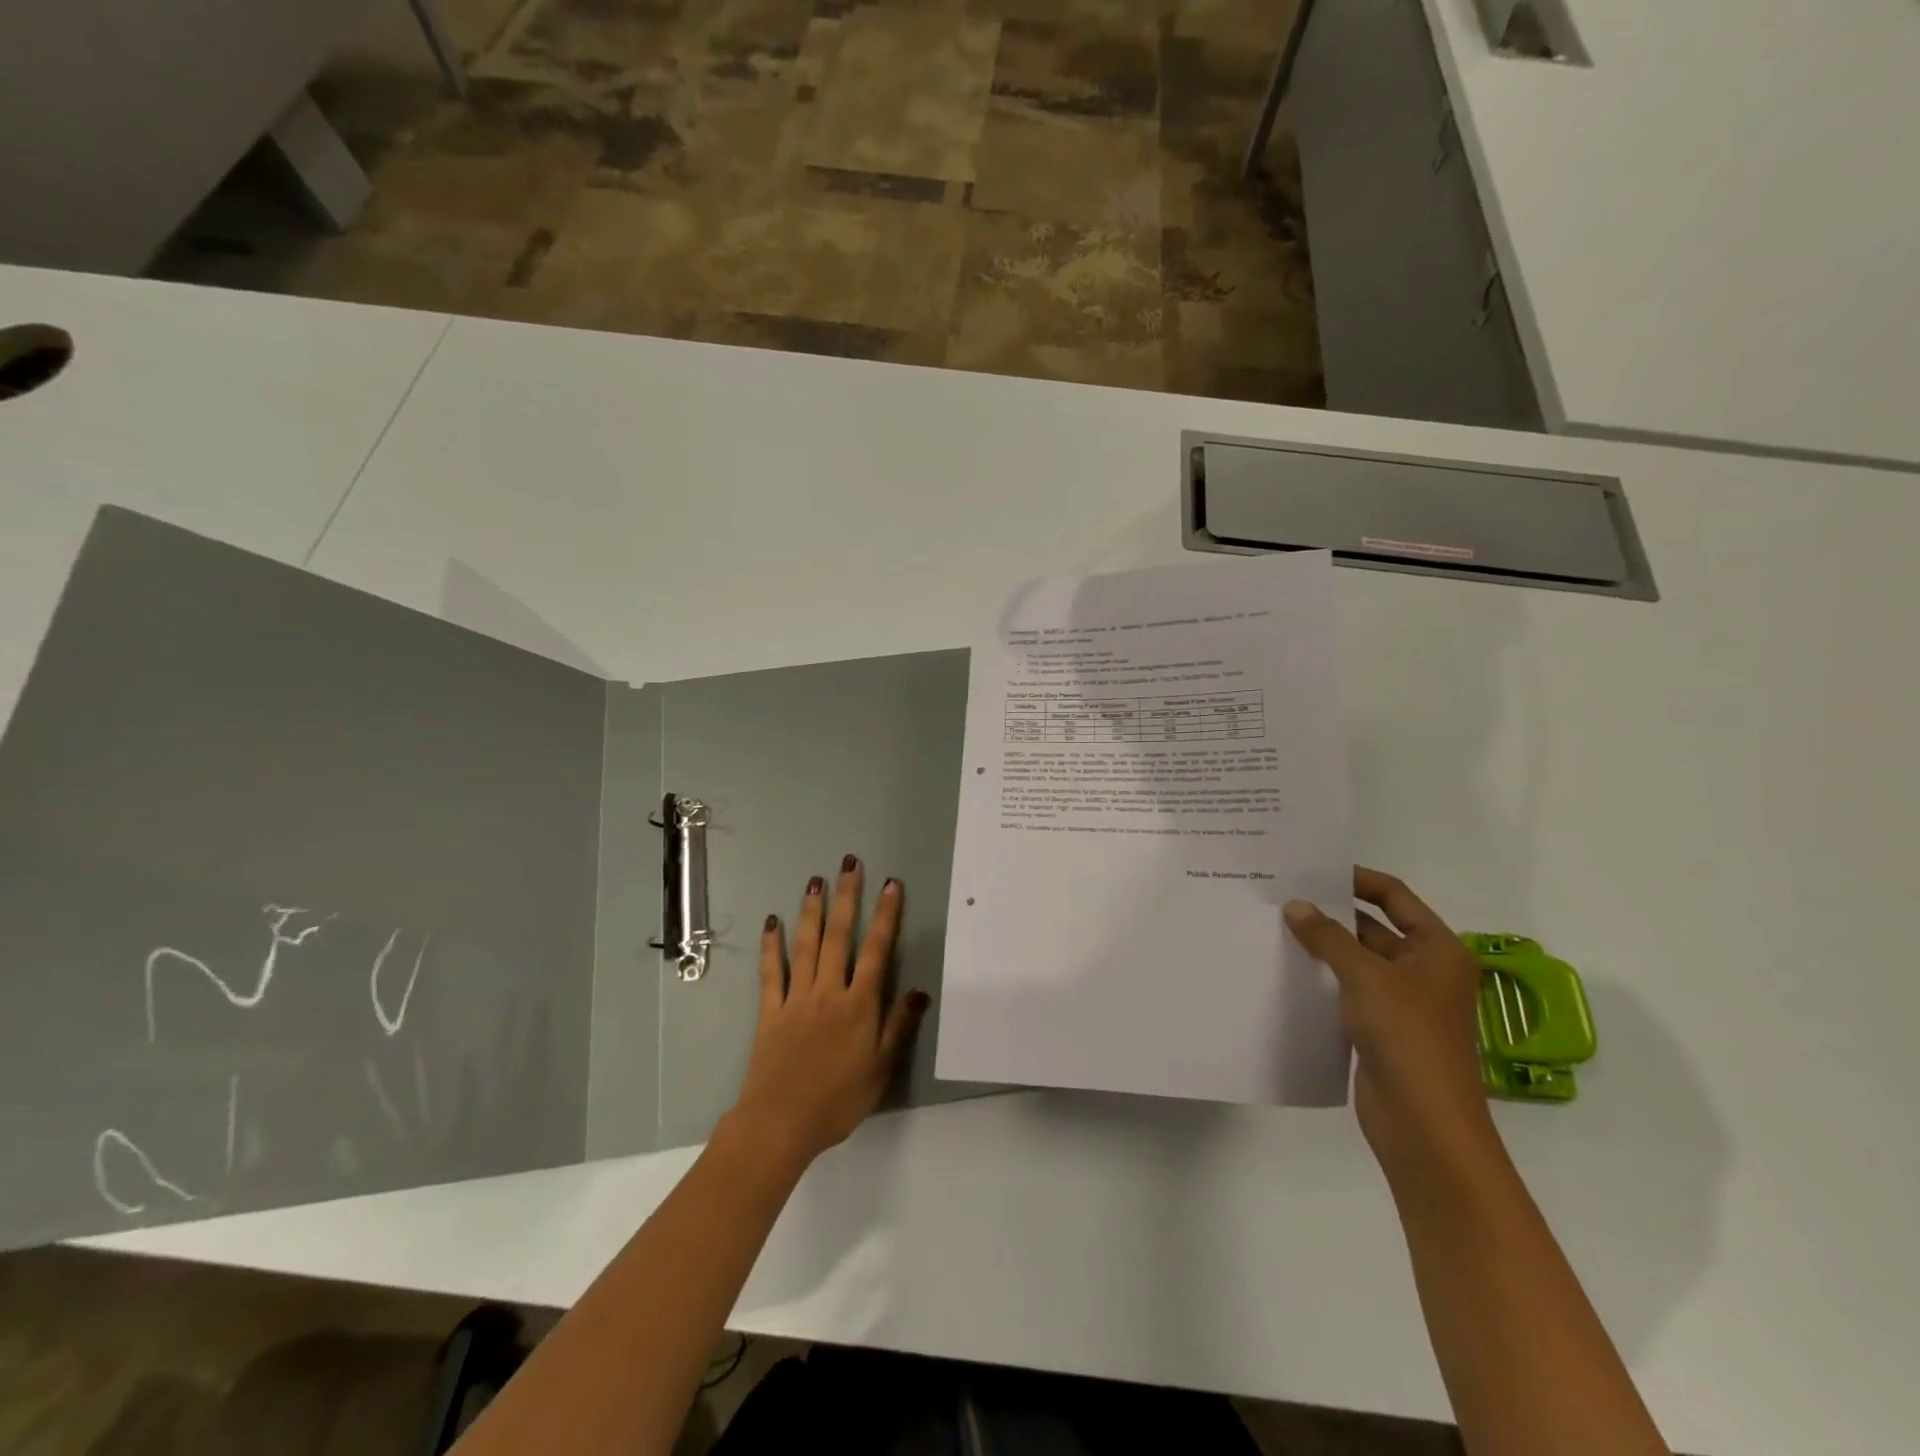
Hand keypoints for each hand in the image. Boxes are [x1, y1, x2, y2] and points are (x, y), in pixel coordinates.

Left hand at [728, 857, 926, 1173]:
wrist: (781, 1123)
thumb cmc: (838, 1100)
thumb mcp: (881, 1069)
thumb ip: (899, 1026)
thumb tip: (920, 989)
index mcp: (859, 1005)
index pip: (877, 950)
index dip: (886, 916)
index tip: (891, 885)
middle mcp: (829, 991)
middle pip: (839, 936)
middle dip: (847, 897)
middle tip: (850, 864)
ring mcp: (797, 998)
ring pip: (806, 945)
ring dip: (812, 910)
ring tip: (816, 880)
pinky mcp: (770, 1011)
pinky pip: (771, 972)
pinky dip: (772, 946)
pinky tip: (773, 923)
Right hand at [1285, 869, 1498, 1181]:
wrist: (1423, 1122)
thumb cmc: (1407, 1035)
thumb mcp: (1366, 976)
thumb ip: (1328, 937)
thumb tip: (1295, 905)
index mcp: (1438, 949)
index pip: (1395, 897)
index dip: (1358, 879)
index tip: (1314, 869)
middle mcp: (1424, 970)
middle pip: (1375, 927)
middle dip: (1333, 913)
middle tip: (1284, 896)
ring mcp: (1403, 1001)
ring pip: (1359, 960)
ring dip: (1325, 946)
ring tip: (1276, 925)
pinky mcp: (1381, 1028)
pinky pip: (1349, 990)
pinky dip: (1324, 977)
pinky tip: (1288, 968)